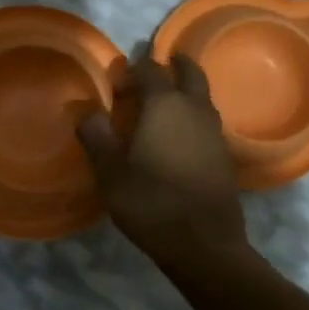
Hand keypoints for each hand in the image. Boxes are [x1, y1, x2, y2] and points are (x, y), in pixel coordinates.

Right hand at [76, 54, 257, 278]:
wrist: (203, 245)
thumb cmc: (151, 202)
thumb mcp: (110, 172)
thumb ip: (95, 135)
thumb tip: (84, 109)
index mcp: (164, 105)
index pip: (149, 70)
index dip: (131, 71)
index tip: (114, 86)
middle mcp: (194, 110)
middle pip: (190, 73)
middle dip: (174, 64)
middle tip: (159, 64)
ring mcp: (214, 132)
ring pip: (202, 97)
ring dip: (186, 90)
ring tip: (164, 101)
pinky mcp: (224, 155)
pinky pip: (207, 120)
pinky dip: (193, 115)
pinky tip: (178, 135)